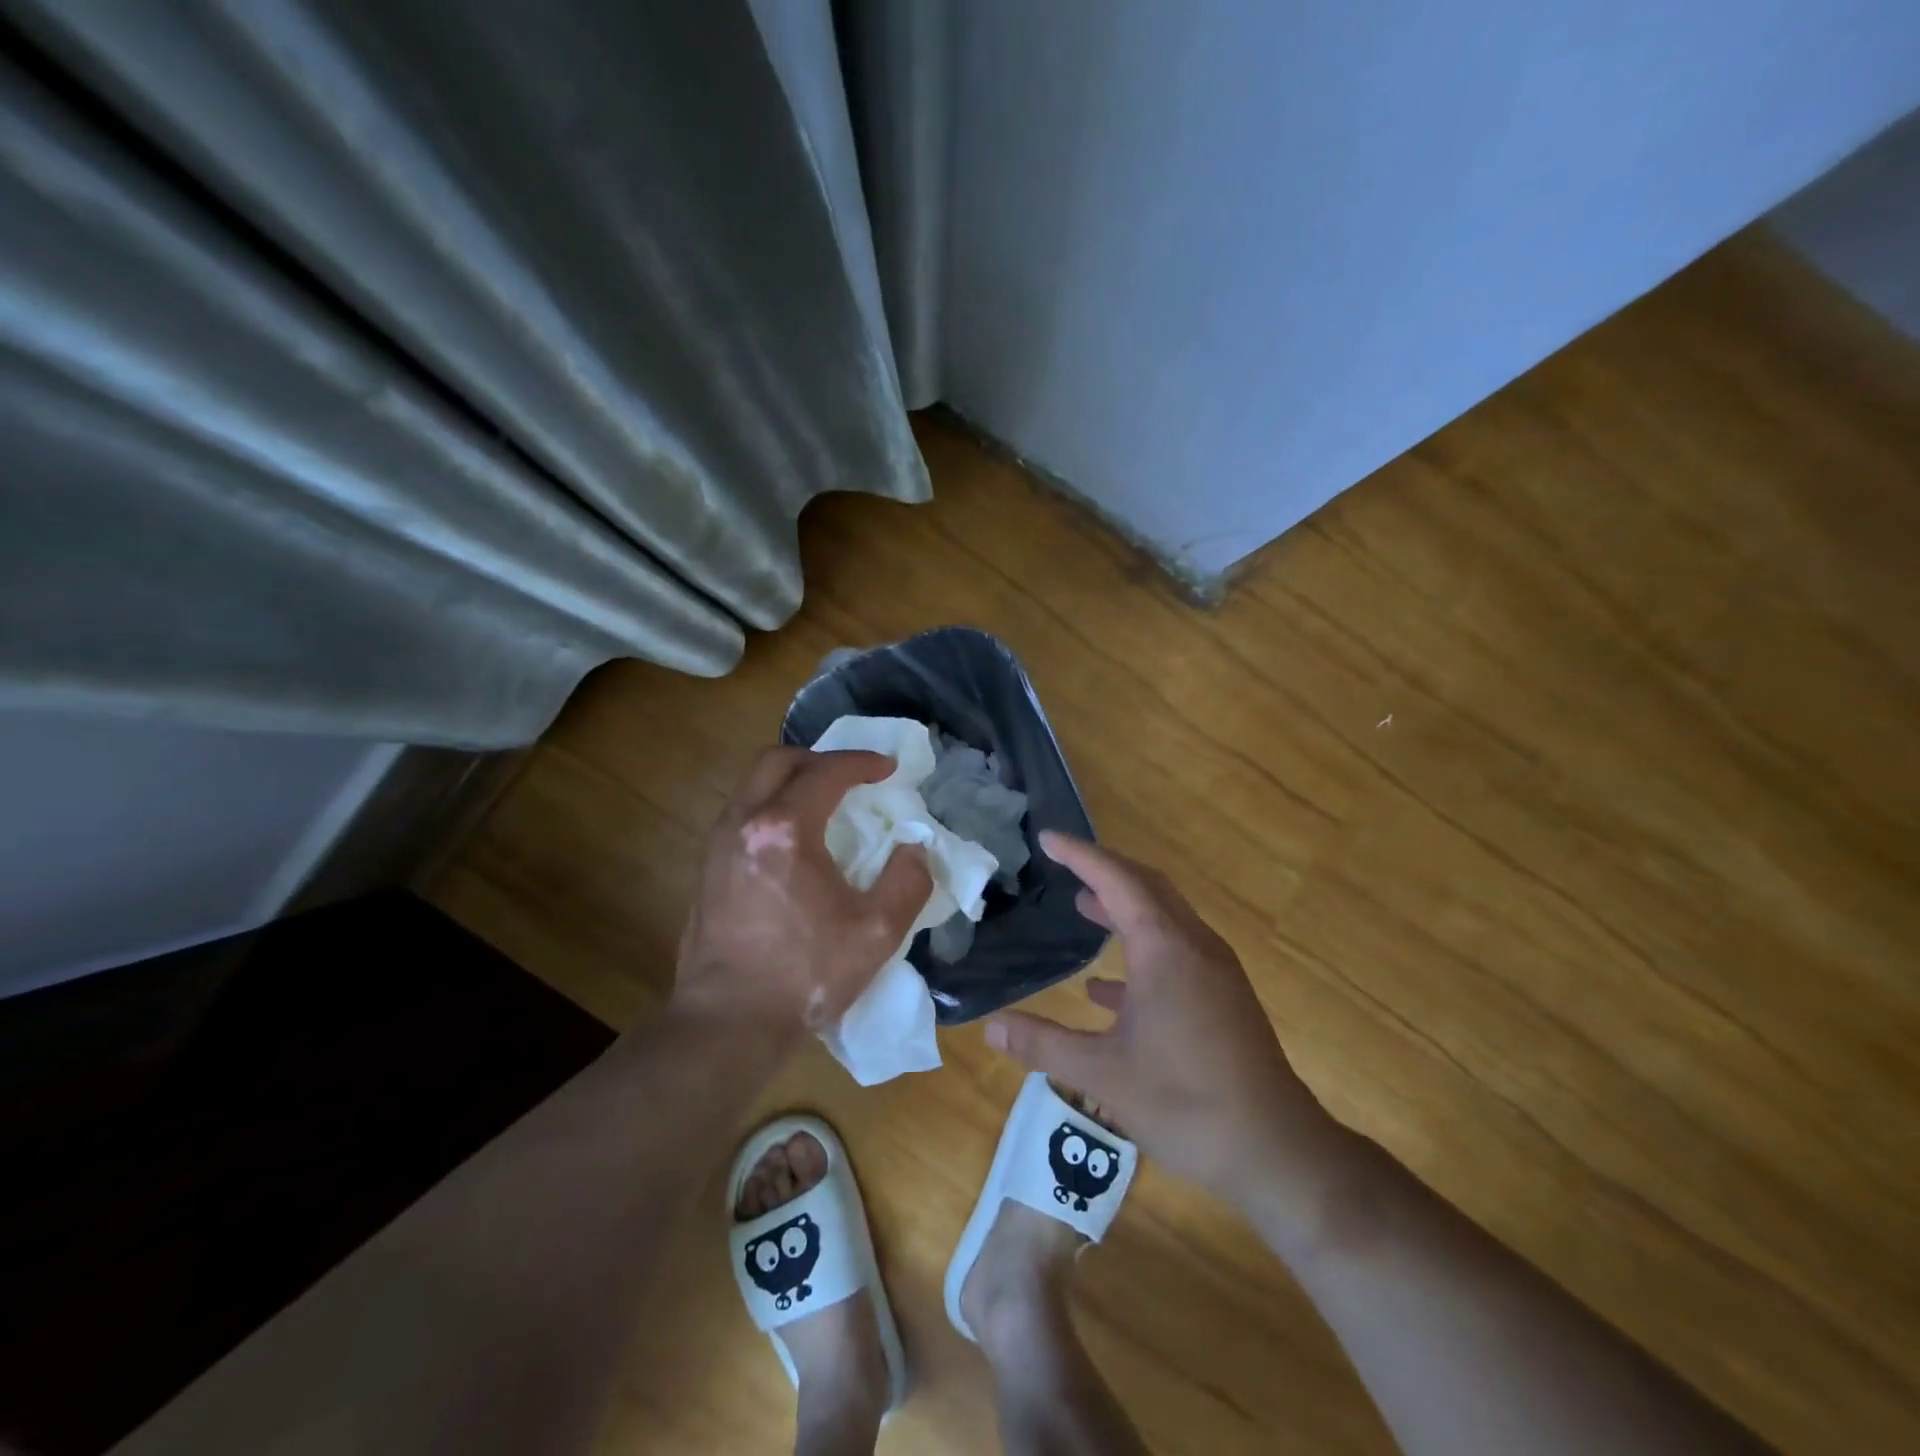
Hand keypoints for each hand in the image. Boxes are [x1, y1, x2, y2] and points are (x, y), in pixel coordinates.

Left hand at [672, 747, 930, 1043]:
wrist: (727, 1023)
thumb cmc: (804, 976)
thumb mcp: (876, 932)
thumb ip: (907, 881)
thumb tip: (914, 850)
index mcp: (785, 830)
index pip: (825, 772)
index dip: (861, 763)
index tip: (888, 769)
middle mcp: (743, 823)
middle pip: (776, 760)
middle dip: (819, 759)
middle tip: (850, 778)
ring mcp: (717, 845)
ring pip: (752, 785)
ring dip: (791, 780)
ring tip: (824, 804)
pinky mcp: (706, 869)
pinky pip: (741, 813)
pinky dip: (771, 806)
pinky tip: (793, 842)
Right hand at [985, 832, 1339, 1206]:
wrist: (1276, 1149)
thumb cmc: (1184, 1102)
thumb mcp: (1101, 1075)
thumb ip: (1043, 1044)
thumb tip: (991, 1026)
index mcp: (1163, 948)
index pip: (1116, 879)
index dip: (1080, 855)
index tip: (1048, 838)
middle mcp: (1193, 945)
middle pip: (1146, 886)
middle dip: (1105, 870)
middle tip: (1065, 864)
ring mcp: (1215, 970)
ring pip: (1164, 917)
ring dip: (1124, 906)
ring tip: (1084, 907)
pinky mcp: (1224, 997)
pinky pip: (1177, 952)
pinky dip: (1142, 949)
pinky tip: (1108, 989)